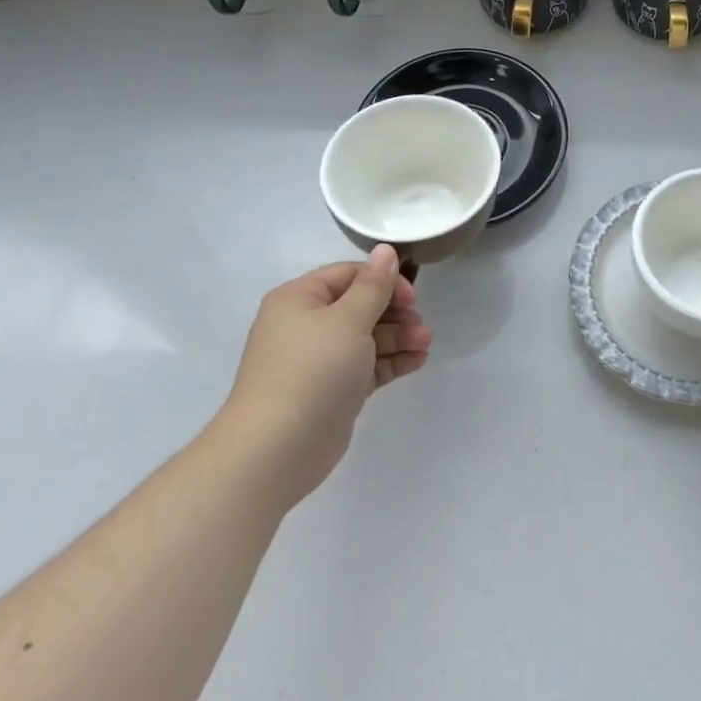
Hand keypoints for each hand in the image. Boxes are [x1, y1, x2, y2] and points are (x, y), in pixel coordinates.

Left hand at [223, 245, 431, 504]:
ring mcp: (318, 361)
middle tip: (422, 326)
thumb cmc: (312, 371)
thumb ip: (373, 286)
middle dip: (395, 313)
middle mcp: (306, 325)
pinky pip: (366, 366)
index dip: (383, 281)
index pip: (348, 275)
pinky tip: (417, 361)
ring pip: (366, 338)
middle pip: (359, 306)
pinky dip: (390, 362)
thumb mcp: (348, 320)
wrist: (276, 450)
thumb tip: (385, 250)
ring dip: (398, 337)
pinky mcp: (332, 391)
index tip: (412, 298)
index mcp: (300, 299)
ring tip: (425, 345)